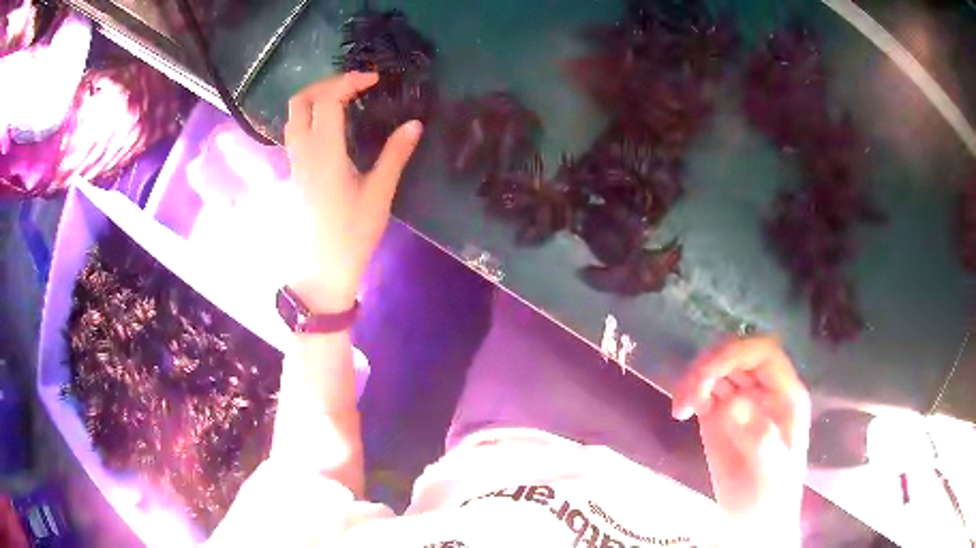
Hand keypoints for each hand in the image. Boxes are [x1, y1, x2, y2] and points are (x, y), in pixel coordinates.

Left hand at [285, 72, 422, 311]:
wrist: (321, 271)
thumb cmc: (351, 235)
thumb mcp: (379, 194)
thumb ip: (395, 155)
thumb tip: (415, 124)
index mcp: (325, 152)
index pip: (328, 100)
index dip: (350, 81)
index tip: (374, 80)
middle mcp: (303, 151)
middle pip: (300, 101)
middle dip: (326, 83)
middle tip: (354, 85)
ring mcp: (295, 162)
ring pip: (293, 116)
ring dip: (315, 98)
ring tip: (343, 100)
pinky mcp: (294, 173)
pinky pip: (295, 132)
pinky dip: (311, 116)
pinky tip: (332, 126)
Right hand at [672, 337, 810, 537]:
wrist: (754, 521)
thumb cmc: (770, 497)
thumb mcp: (771, 472)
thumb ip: (759, 438)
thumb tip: (734, 403)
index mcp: (785, 395)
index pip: (763, 353)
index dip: (736, 352)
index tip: (707, 374)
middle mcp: (764, 390)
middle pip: (736, 354)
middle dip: (709, 366)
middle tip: (688, 394)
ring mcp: (741, 402)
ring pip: (716, 369)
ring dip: (694, 379)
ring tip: (680, 409)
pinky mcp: (720, 416)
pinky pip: (703, 391)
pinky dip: (688, 394)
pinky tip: (680, 413)